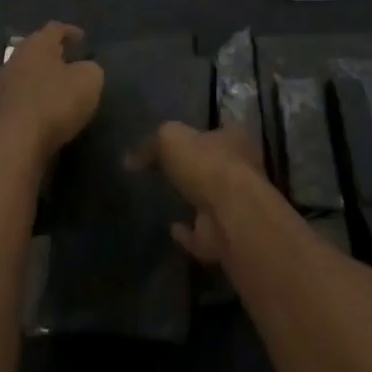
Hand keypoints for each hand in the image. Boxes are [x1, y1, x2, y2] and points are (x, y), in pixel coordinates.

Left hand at [0, 22, 102, 170]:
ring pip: (26, 73)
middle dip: (53, 53)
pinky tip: (44, 110)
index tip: (83, 39)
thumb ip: (91, 69)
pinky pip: (19, 97)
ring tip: (58, 88)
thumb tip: (85, 69)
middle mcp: (17, 58)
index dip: (71, 31)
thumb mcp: (89, 81)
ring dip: (41, 78)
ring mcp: (3, 85)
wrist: (13, 146)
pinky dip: (32, 99)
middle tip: (70, 60)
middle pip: (37, 49)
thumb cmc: (54, 103)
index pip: (56, 28)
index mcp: (38, 44)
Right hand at [149, 122, 266, 266]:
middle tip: (172, 172)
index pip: (217, 132)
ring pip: (212, 202)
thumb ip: (151, 145)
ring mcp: (236, 208)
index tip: (180, 142)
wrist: (231, 216)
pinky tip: (172, 229)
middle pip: (216, 167)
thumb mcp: (171, 139)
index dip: (198, 135)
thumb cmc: (207, 164)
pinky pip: (202, 235)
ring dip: (194, 202)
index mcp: (234, 139)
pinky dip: (188, 234)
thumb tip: (130, 158)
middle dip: (198, 170)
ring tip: (169, 201)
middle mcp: (241, 170)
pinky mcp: (226, 239)